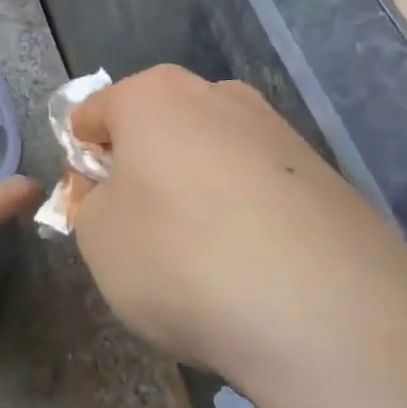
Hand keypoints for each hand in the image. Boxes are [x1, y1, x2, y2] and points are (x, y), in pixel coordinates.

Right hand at [68, 66, 406, 383]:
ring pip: (212, 156)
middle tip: (139, 230)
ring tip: (201, 257)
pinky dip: (244, 215)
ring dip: (194, 192)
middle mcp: (220, 97)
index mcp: (155, 95)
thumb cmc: (179, 258)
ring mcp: (280, 133)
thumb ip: (91, 202)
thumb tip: (116, 192)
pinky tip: (251, 266)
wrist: (324, 312)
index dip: (81, 161)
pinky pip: (259, 188)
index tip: (87, 208)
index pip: (93, 114)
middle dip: (141, 169)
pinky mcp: (325, 176)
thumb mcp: (97, 237)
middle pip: (158, 126)